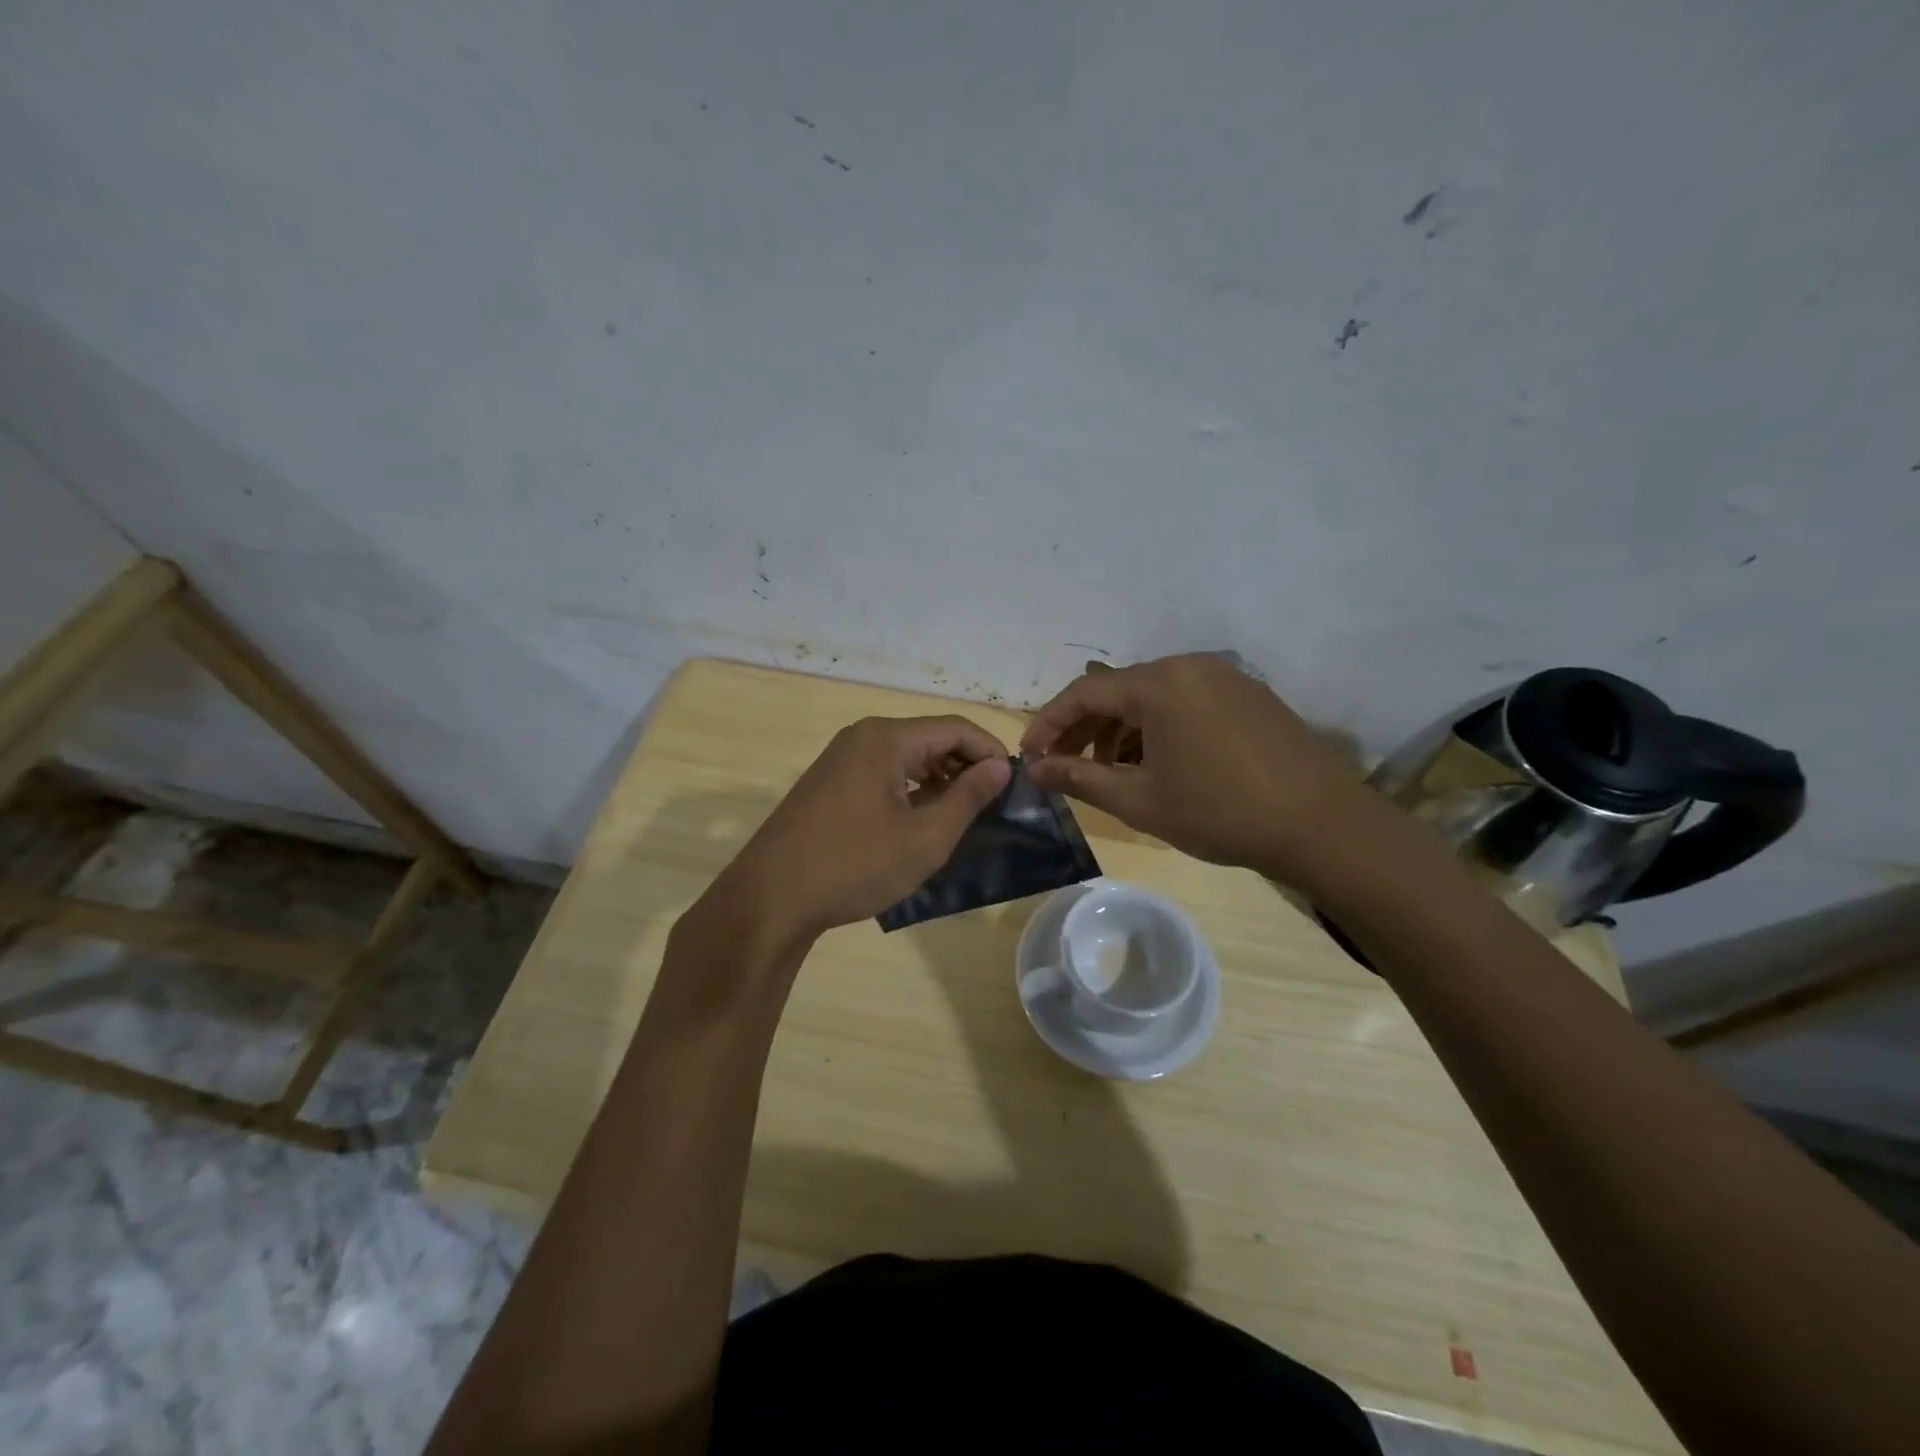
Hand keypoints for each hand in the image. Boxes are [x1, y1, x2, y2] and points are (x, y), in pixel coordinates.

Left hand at [707, 716, 1011, 945]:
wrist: (772, 898)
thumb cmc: (855, 865)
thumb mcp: (925, 837)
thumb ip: (968, 797)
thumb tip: (1000, 766)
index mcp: (886, 738)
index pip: (955, 728)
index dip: (990, 751)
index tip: (1013, 784)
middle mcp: (862, 736)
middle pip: (929, 737)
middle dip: (965, 765)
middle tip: (992, 802)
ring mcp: (841, 758)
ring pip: (906, 756)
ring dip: (939, 778)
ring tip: (962, 813)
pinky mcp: (829, 782)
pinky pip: (882, 771)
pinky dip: (910, 788)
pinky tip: (921, 819)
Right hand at [1021, 654, 1365, 883]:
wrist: (1321, 825)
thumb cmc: (1219, 812)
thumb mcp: (1139, 800)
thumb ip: (1079, 779)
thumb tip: (1035, 770)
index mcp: (1160, 683)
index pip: (1085, 692)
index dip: (1050, 724)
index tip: (1030, 756)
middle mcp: (1190, 666)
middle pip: (1119, 690)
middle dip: (1084, 728)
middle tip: (1062, 766)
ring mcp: (1225, 678)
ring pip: (1154, 697)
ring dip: (1122, 730)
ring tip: (1108, 771)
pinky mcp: (1249, 696)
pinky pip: (1186, 703)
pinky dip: (1158, 728)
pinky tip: (1155, 763)